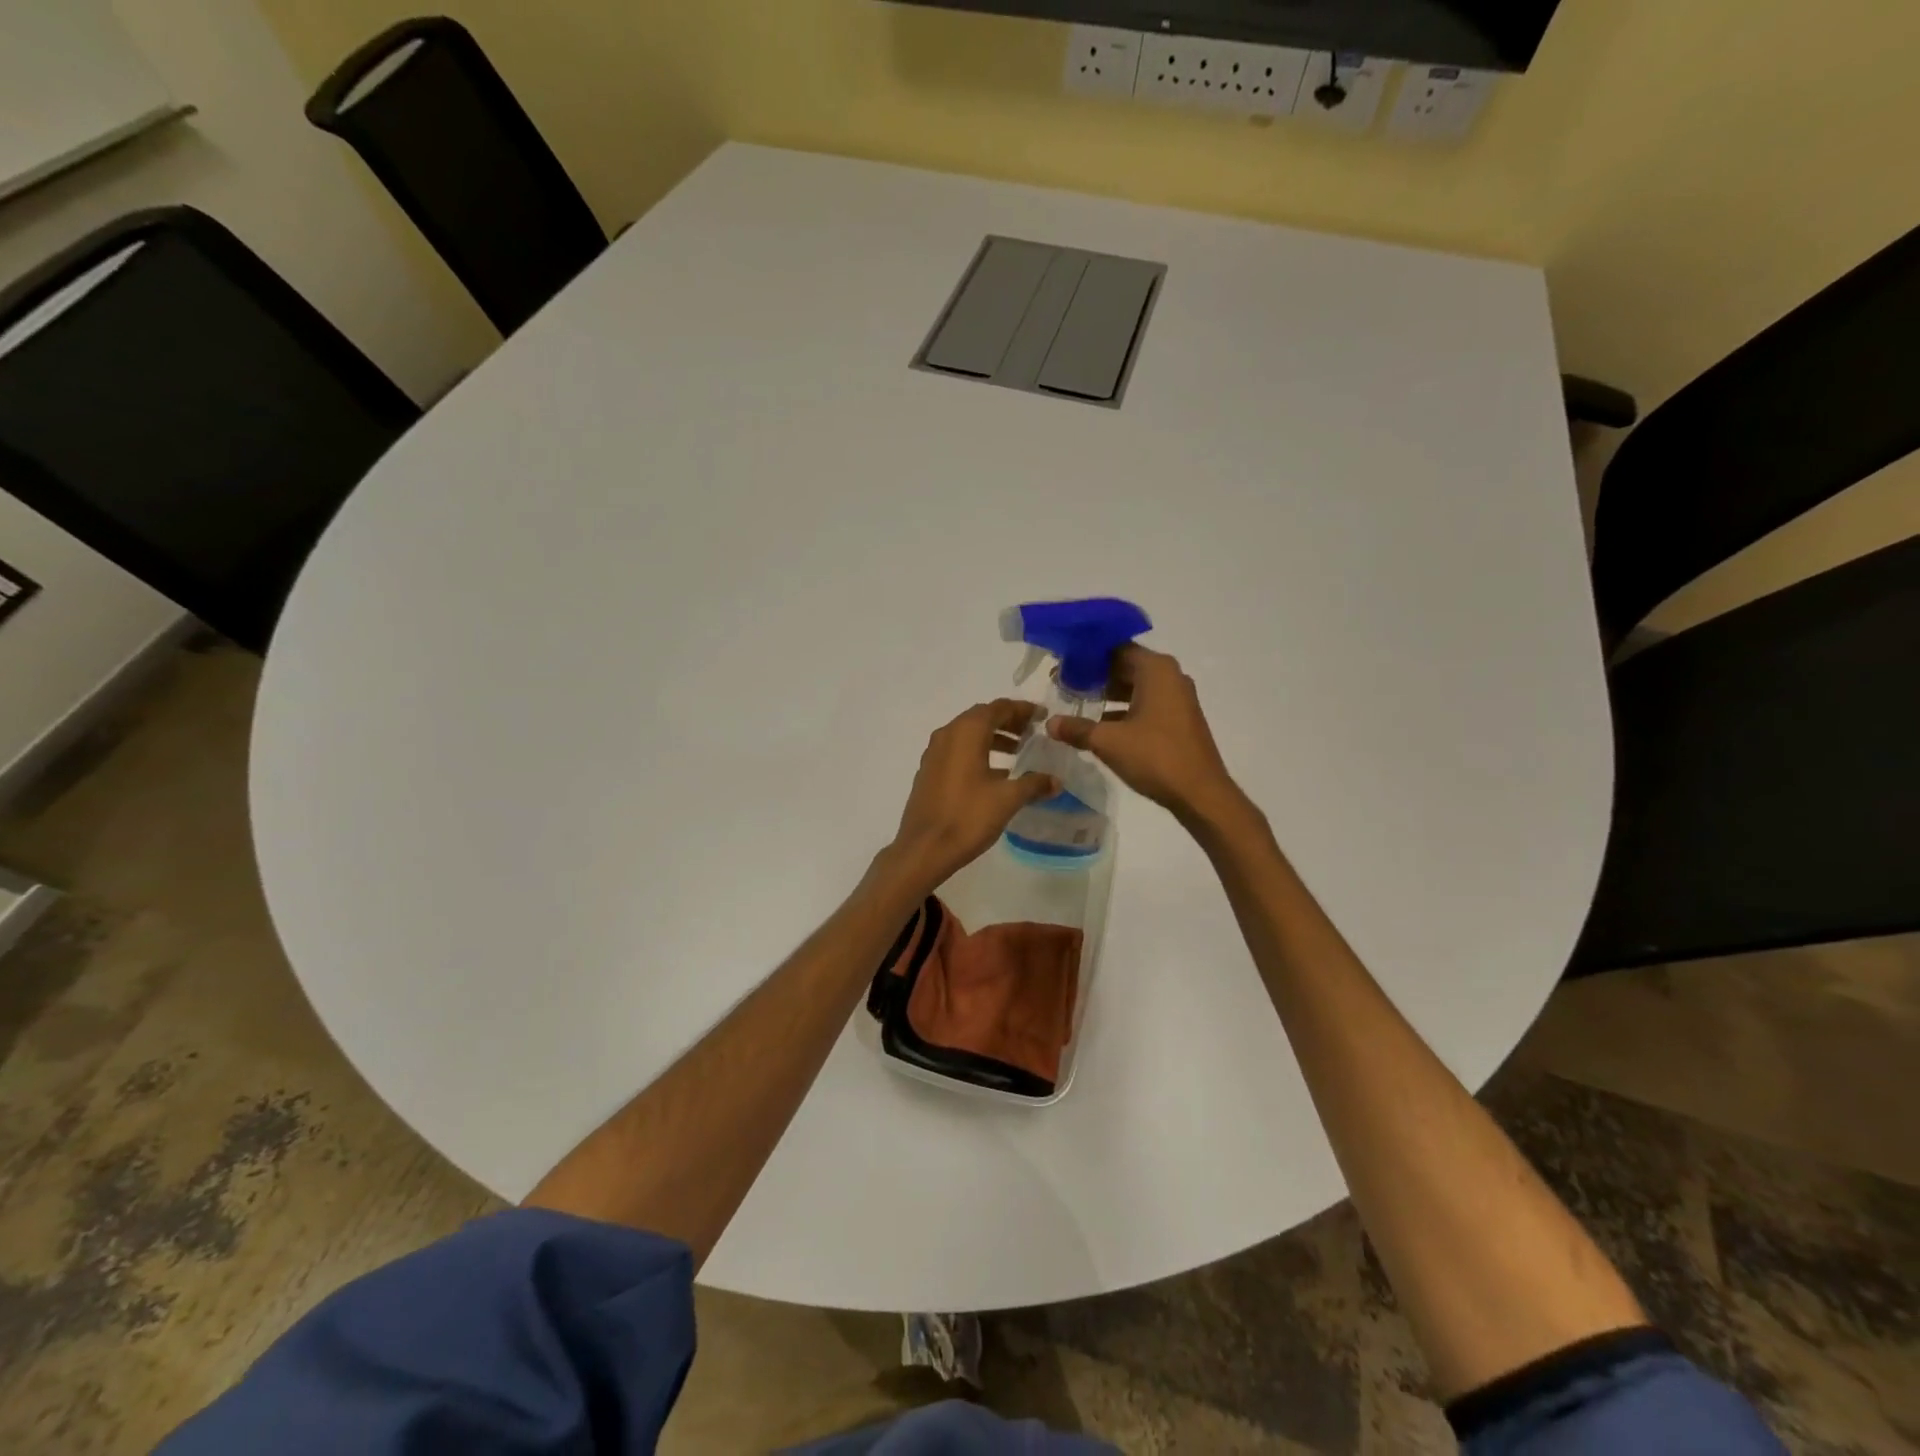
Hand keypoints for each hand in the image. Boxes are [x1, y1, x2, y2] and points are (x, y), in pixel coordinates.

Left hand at [886, 699, 1060, 891]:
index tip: (1042, 718)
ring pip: (968, 734)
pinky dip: (977, 752)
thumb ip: (1034, 784)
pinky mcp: (928, 771)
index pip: (999, 708)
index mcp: (966, 732)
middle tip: (1032, 734)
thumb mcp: (1008, 799)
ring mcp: (934, 753)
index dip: (1023, 710)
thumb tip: (1056, 781)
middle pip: (982, 717)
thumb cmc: (968, 817)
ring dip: (993, 738)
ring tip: (1018, 754)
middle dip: (1008, 722)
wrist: (924, 849)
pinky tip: (994, 774)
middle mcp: (947, 734)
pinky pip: (957, 751)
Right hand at [1047, 646, 1242, 824]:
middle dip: (1095, 675)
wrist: (1200, 793)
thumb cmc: (1155, 756)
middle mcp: (1170, 676)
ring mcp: (1178, 698)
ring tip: (1077, 703)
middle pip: (1126, 665)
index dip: (1087, 655)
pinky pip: (1146, 703)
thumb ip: (1077, 728)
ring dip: (1108, 693)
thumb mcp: (1108, 741)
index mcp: (1156, 669)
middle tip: (1063, 683)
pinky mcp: (1180, 719)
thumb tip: (1049, 723)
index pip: (1115, 648)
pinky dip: (1124, 709)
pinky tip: (1101, 725)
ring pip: (1136, 686)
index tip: (1062, 664)